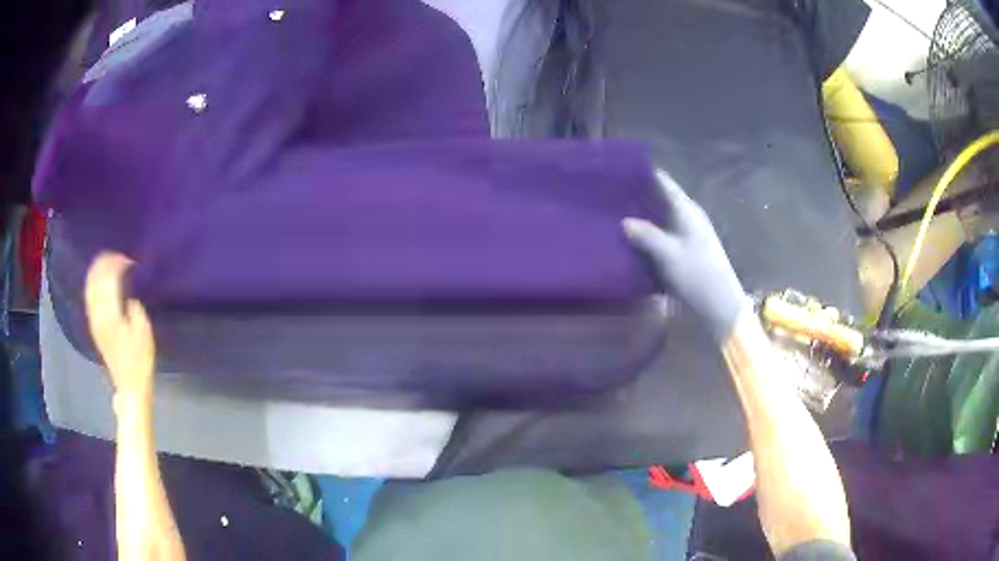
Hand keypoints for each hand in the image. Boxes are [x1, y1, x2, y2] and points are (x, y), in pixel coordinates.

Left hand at [85, 253, 154, 396]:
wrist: (129, 386)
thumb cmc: (140, 361)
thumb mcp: (144, 333)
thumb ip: (135, 309)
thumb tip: (128, 296)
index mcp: (110, 314)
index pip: (109, 278)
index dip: (118, 264)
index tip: (130, 260)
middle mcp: (98, 314)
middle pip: (96, 279)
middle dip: (105, 262)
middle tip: (118, 255)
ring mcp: (94, 320)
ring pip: (89, 286)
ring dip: (97, 271)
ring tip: (108, 262)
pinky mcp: (94, 326)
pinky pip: (89, 297)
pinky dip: (93, 283)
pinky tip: (99, 279)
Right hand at [623, 170, 749, 339]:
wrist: (720, 304)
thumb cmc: (697, 274)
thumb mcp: (668, 254)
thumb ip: (646, 235)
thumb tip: (624, 221)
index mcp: (686, 210)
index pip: (664, 182)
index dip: (644, 173)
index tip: (620, 169)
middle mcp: (688, 216)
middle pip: (661, 198)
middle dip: (639, 194)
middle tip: (610, 194)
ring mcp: (689, 233)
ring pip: (661, 216)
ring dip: (643, 214)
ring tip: (615, 213)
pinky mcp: (687, 250)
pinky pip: (663, 233)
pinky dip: (649, 232)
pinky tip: (632, 239)